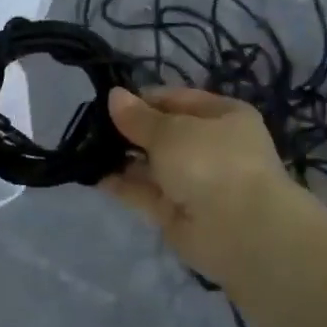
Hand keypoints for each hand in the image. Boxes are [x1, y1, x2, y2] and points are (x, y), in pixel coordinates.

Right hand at [101, 86, 306, 287]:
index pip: (177, 99)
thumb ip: (139, 117)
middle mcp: (211, 147)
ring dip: (123, 157)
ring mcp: (195, 182)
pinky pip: (145, 193)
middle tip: (90, 125)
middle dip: (129, 130)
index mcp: (223, 116)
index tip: (109, 102)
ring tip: (86, 147)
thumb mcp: (171, 130)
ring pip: (152, 164)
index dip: (143, 99)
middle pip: (163, 133)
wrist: (240, 231)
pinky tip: (93, 174)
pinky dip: (122, 185)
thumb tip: (114, 95)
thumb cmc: (211, 161)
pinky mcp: (177, 213)